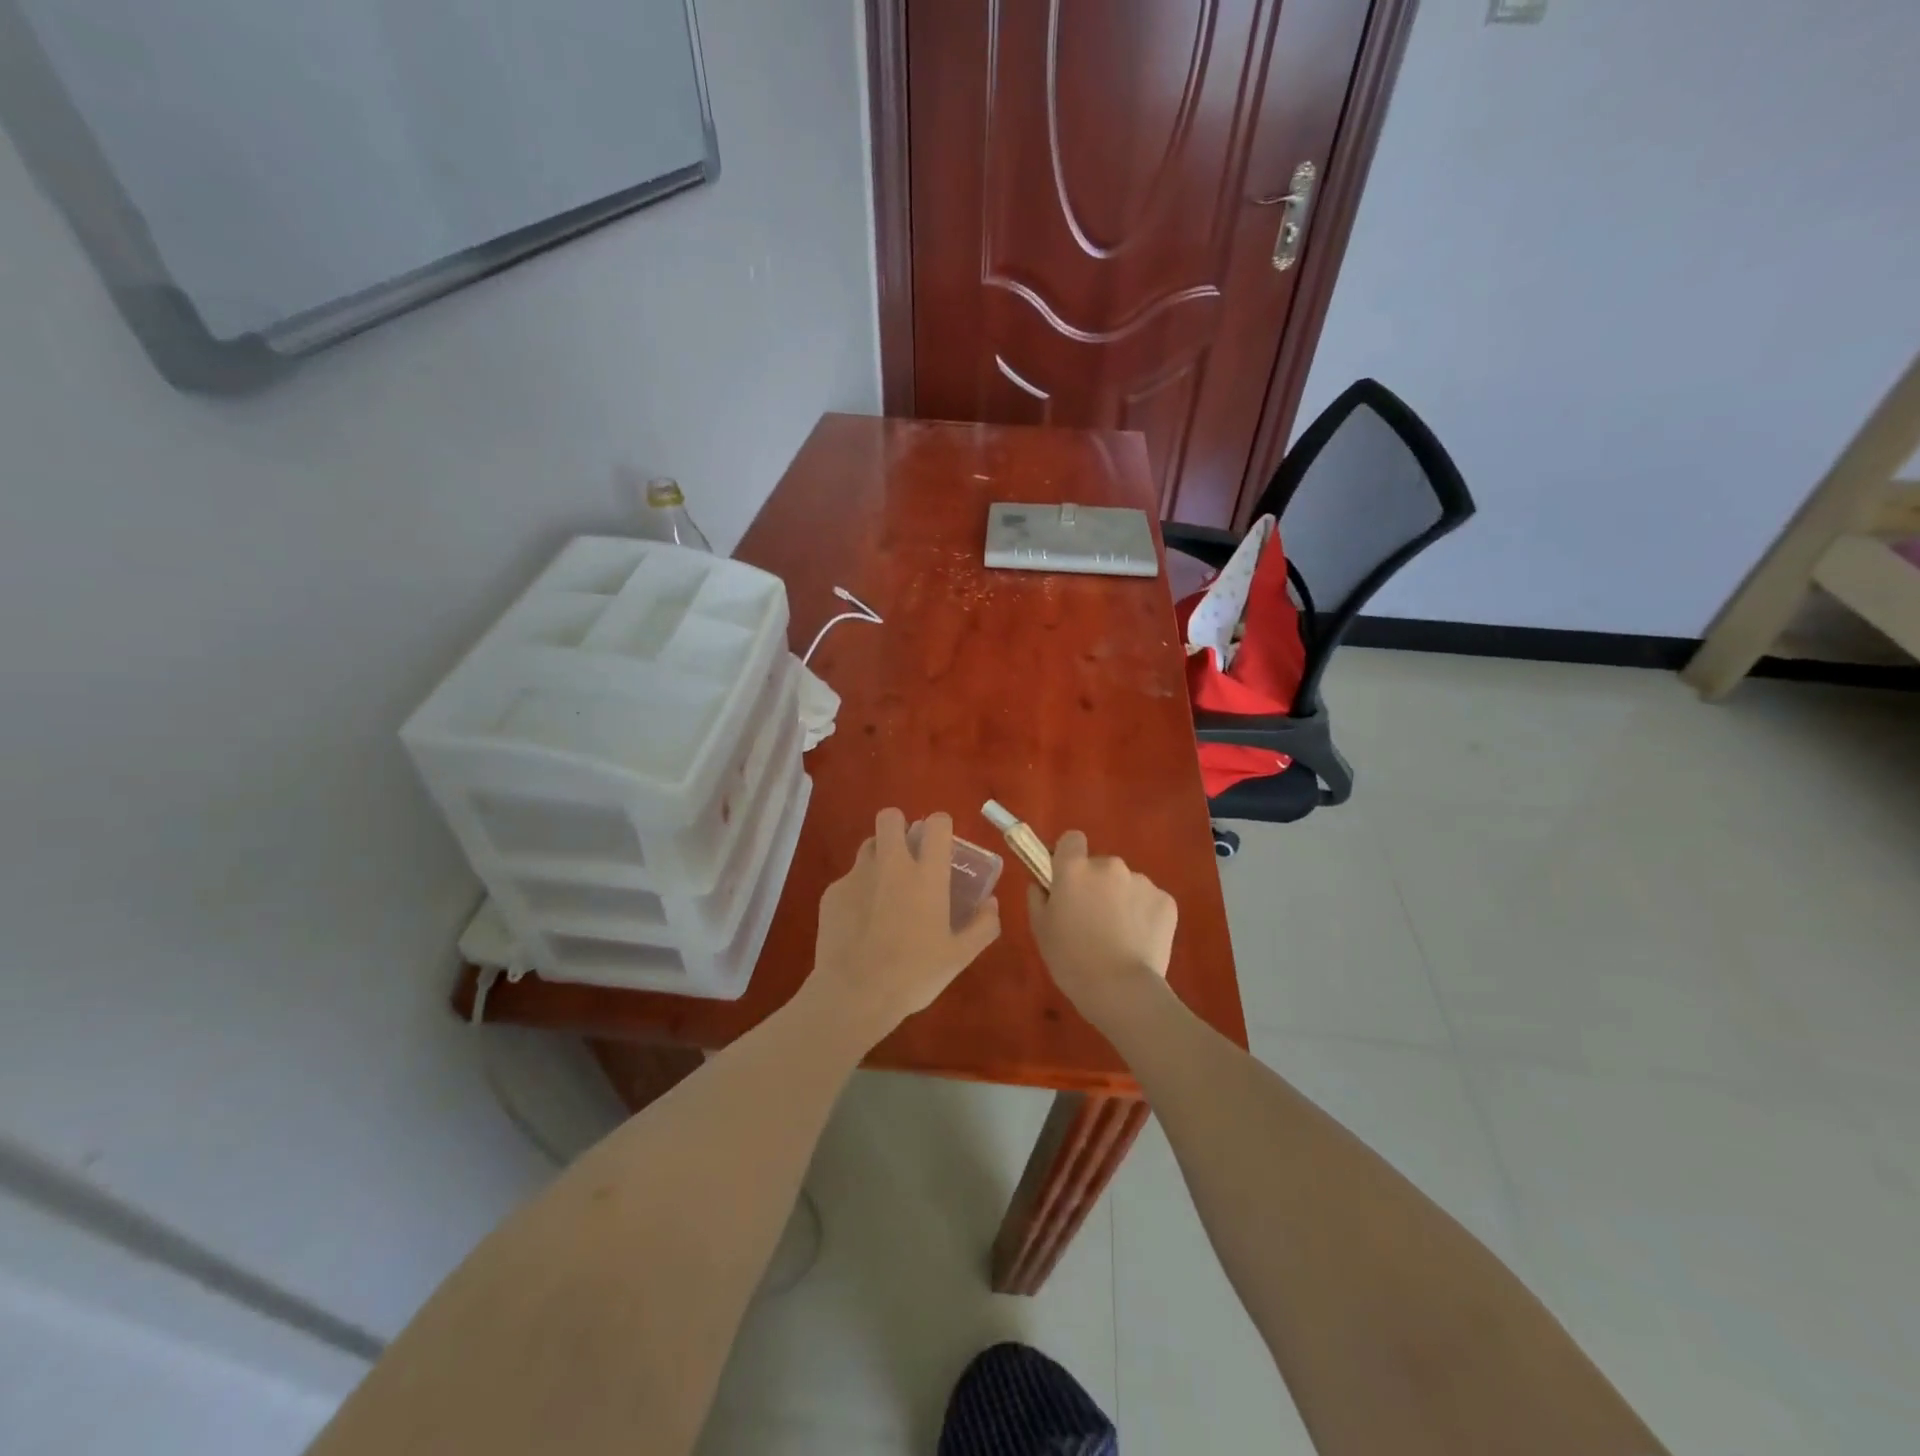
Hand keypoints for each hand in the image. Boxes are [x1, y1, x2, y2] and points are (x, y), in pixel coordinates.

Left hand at [809, 809, 1000, 1042]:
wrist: (855, 995)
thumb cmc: (914, 975)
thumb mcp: (960, 956)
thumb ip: (983, 925)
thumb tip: (991, 903)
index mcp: (926, 875)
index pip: (936, 824)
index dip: (940, 826)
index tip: (941, 843)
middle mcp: (892, 865)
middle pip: (890, 817)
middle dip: (899, 827)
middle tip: (907, 854)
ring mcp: (858, 875)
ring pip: (869, 844)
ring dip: (880, 856)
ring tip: (884, 887)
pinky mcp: (832, 892)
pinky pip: (849, 878)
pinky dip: (858, 890)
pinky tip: (860, 921)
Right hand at [1027, 831, 1176, 1018]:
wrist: (1121, 990)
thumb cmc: (1071, 960)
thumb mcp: (1040, 929)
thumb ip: (1038, 897)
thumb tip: (1042, 883)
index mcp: (1075, 868)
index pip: (1072, 839)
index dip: (1068, 856)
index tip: (1066, 879)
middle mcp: (1110, 865)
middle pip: (1100, 866)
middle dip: (1096, 885)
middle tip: (1091, 920)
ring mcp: (1142, 881)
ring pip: (1126, 884)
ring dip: (1120, 900)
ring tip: (1118, 937)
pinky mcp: (1166, 901)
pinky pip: (1148, 901)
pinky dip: (1143, 915)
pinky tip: (1138, 942)